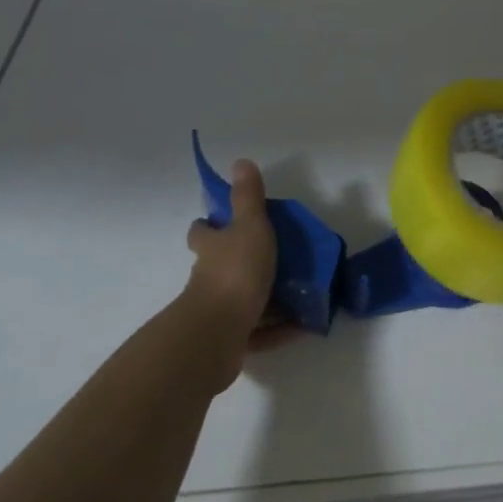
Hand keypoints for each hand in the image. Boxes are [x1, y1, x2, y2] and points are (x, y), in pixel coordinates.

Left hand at [183, 159, 281, 386]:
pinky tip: (300, 326)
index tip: (223, 224)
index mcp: (212, 248)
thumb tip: (240, 161)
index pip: (202, 232)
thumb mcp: (250, 227)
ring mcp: (217, 311)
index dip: (209, 227)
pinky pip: (256, 332)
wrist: (217, 333)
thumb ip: (248, 198)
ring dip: (264, 298)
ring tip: (298, 294)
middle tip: (272, 259)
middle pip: (218, 266)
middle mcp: (208, 278)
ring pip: (240, 300)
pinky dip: (277, 329)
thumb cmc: (236, 272)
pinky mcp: (228, 340)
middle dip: (238, 263)